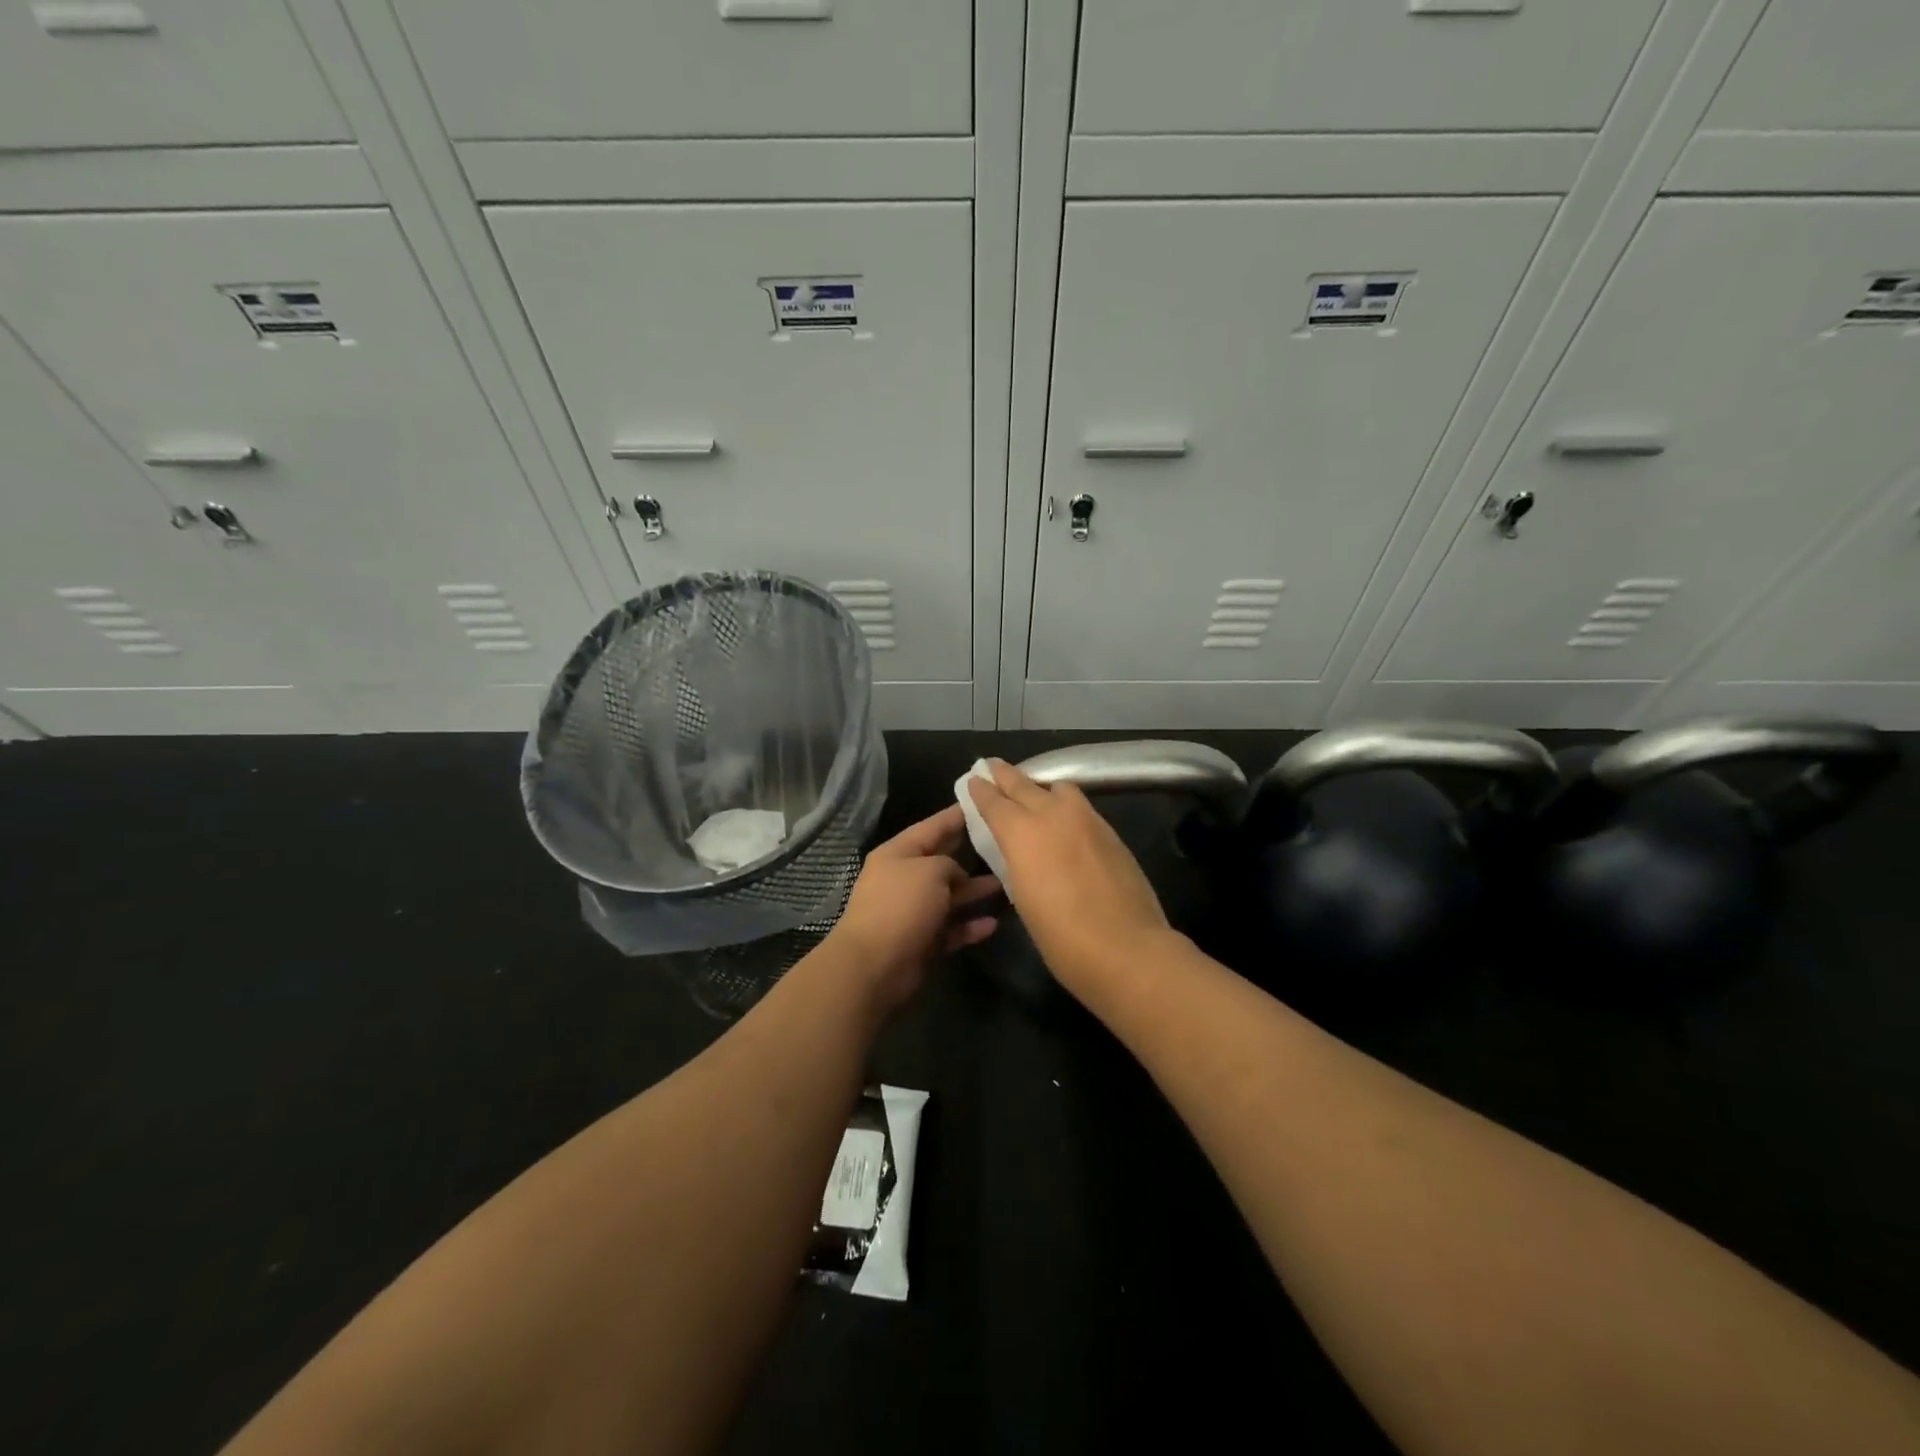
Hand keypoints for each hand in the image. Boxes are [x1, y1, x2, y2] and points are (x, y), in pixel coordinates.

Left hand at [824, 804, 999, 1013]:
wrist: (875, 964)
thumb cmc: (901, 905)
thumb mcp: (930, 870)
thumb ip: (950, 864)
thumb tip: (956, 877)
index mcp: (898, 853)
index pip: (932, 827)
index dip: (956, 815)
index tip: (980, 801)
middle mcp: (904, 878)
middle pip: (942, 861)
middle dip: (970, 853)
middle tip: (1003, 842)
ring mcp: (912, 912)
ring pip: (950, 896)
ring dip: (975, 891)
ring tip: (1008, 884)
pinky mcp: (922, 941)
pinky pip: (951, 929)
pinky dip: (969, 926)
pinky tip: (993, 923)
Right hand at [965, 760, 1172, 999]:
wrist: (1126, 948)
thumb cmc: (1061, 936)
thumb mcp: (1023, 898)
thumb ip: (1016, 862)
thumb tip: (1018, 850)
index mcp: (1022, 832)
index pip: (994, 801)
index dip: (981, 790)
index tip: (975, 779)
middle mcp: (1053, 814)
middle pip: (1024, 784)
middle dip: (1006, 775)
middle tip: (993, 767)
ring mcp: (1087, 819)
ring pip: (1058, 788)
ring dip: (1041, 787)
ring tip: (1034, 794)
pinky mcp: (1110, 832)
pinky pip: (1081, 806)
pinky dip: (1066, 805)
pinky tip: (1064, 820)